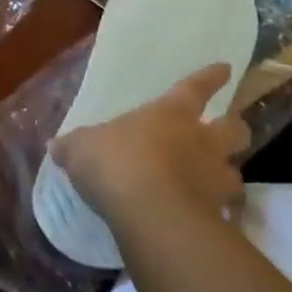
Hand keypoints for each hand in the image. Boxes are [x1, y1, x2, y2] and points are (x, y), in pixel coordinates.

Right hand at [51, 64, 250, 230]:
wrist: (151, 213)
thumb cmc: (116, 163)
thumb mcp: (82, 149)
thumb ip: (74, 147)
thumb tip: (56, 146)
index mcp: (170, 114)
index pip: (195, 87)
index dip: (210, 77)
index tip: (226, 68)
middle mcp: (201, 142)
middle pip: (235, 130)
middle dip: (236, 129)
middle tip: (231, 133)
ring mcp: (214, 180)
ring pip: (236, 174)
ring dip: (228, 177)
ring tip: (217, 185)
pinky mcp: (218, 217)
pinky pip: (226, 214)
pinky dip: (219, 216)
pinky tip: (207, 222)